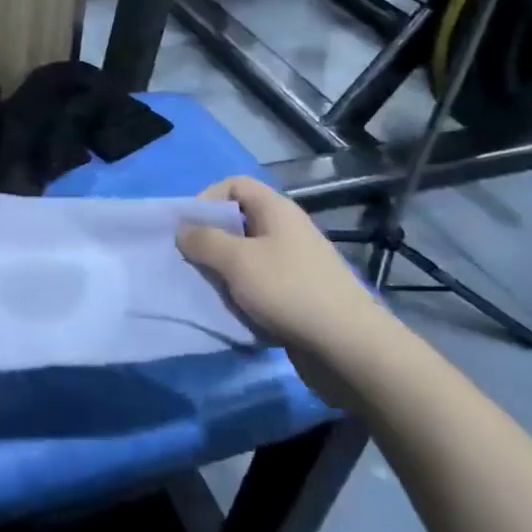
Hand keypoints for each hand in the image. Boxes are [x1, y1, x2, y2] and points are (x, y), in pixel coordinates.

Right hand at [176, 177, 394, 391]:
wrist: (347, 347)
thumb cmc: (289, 291)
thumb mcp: (237, 261)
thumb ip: (204, 240)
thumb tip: (183, 229)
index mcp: (276, 210)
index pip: (235, 185)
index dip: (207, 198)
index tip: (189, 228)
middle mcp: (286, 230)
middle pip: (239, 220)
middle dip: (211, 238)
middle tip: (191, 261)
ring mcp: (295, 263)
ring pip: (247, 255)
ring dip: (224, 269)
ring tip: (207, 288)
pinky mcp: (298, 293)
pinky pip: (260, 283)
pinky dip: (242, 292)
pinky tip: (232, 309)